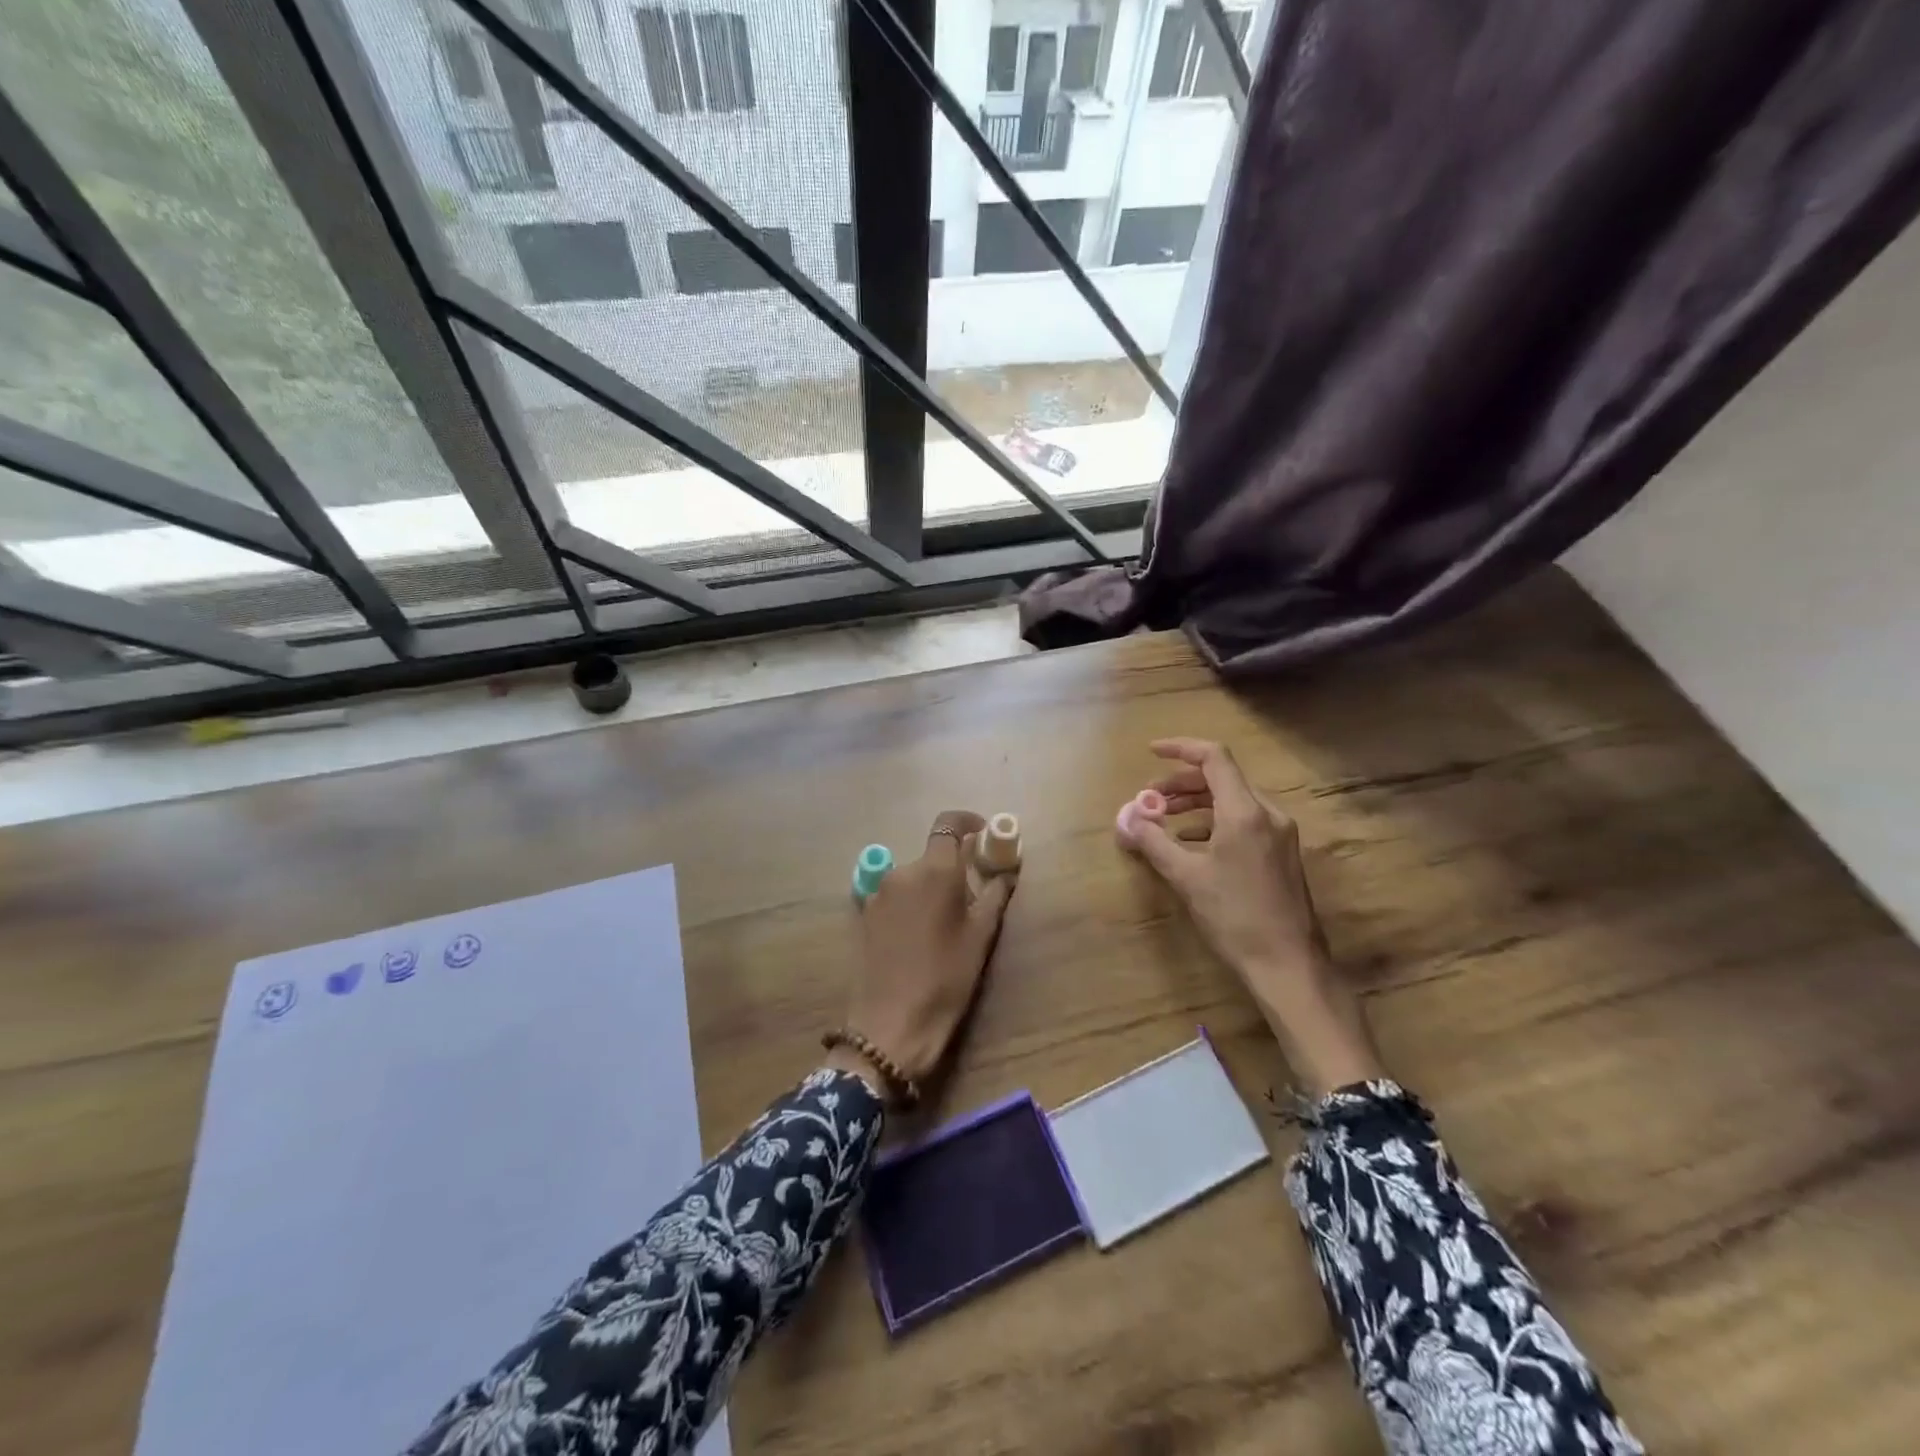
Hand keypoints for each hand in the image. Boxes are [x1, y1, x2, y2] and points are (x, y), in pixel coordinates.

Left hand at [834, 810, 1016, 1098]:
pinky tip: (920, 936)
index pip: (948, 824)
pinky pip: (895, 896)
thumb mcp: (980, 937)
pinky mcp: (865, 915)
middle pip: (932, 854)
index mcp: (934, 870)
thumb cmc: (945, 978)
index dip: (967, 822)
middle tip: (974, 894)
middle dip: (954, 866)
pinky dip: (912, 903)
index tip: (984, 835)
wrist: (890, 1024)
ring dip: (931, 886)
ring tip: (947, 922)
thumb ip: (994, 895)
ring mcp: (878, 893)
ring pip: (913, 876)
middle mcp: (902, 871)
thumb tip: (1006, 872)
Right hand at [1125, 738, 1383, 1094]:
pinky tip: (1193, 841)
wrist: (1288, 964)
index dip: (1180, 748)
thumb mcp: (1186, 877)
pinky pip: (1244, 820)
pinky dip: (1214, 819)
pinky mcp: (1283, 852)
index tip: (1151, 752)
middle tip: (1150, 797)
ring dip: (1197, 801)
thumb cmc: (1234, 917)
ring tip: (1165, 817)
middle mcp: (1268, 813)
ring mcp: (1280, 833)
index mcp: (1244, 812)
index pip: (1214, 758)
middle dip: (1182, 782)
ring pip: (1234, 799)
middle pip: (1222, 777)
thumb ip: (1153, 841)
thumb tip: (1127, 819)